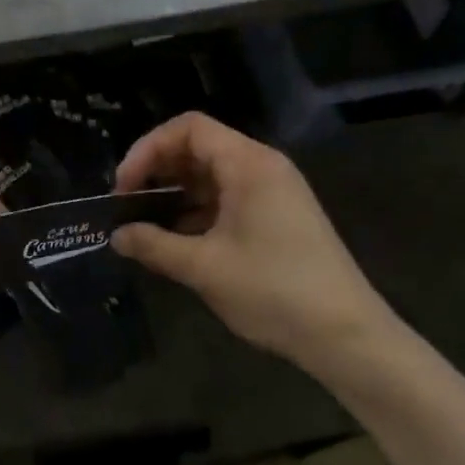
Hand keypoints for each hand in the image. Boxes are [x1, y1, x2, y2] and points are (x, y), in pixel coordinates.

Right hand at [112, 113, 397, 367]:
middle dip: (158, 171)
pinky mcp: (278, 216)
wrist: (347, 337)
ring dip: (175, 193)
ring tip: (146, 225)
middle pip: (198, 147)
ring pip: (211, 175)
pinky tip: (178, 240)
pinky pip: (228, 198)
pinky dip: (198, 210)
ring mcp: (273, 192)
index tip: (124, 187)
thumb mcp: (204, 268)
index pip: (188, 128)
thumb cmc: (273, 291)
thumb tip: (116, 236)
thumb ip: (153, 245)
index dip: (148, 149)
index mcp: (248, 165)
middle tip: (128, 205)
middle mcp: (262, 167)